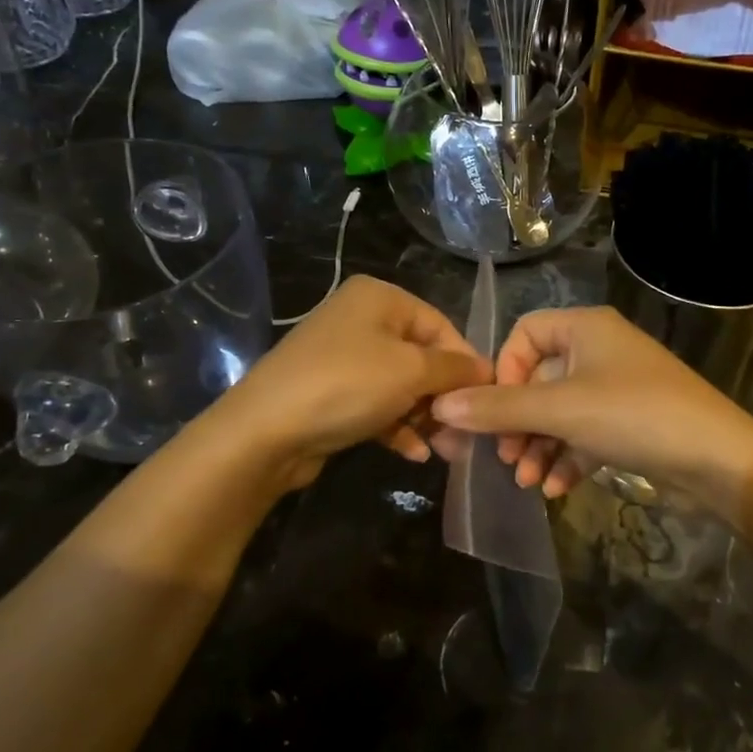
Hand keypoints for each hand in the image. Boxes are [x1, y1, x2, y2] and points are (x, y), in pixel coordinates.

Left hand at [211, 276, 491, 491]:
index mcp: (380, 298)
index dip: (466, 363)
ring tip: (447, 451)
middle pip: (422, 357)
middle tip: (465, 434)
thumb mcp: (411, 371)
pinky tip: (414, 453)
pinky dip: (398, 425)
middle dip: (445, 397)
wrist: (265, 431)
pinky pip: (377, 403)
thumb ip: (455, 369)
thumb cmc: (347, 385)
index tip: (485, 400)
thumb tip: (487, 372)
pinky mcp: (332, 392)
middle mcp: (361, 319)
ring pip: (401, 385)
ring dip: (425, 416)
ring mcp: (343, 357)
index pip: (441, 326)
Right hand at [430, 307, 752, 510]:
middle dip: (518, 422)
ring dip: (538, 446)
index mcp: (585, 328)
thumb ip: (499, 408)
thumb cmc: (635, 416)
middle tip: (505, 458)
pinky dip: (567, 458)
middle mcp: (599, 350)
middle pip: (539, 379)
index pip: (524, 334)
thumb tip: (441, 406)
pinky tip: (555, 490)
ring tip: (526, 482)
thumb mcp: (560, 411)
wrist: (718, 460)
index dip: (503, 371)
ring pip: (560, 412)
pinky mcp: (630, 422)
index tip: (496, 410)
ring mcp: (617, 387)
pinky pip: (584, 433)